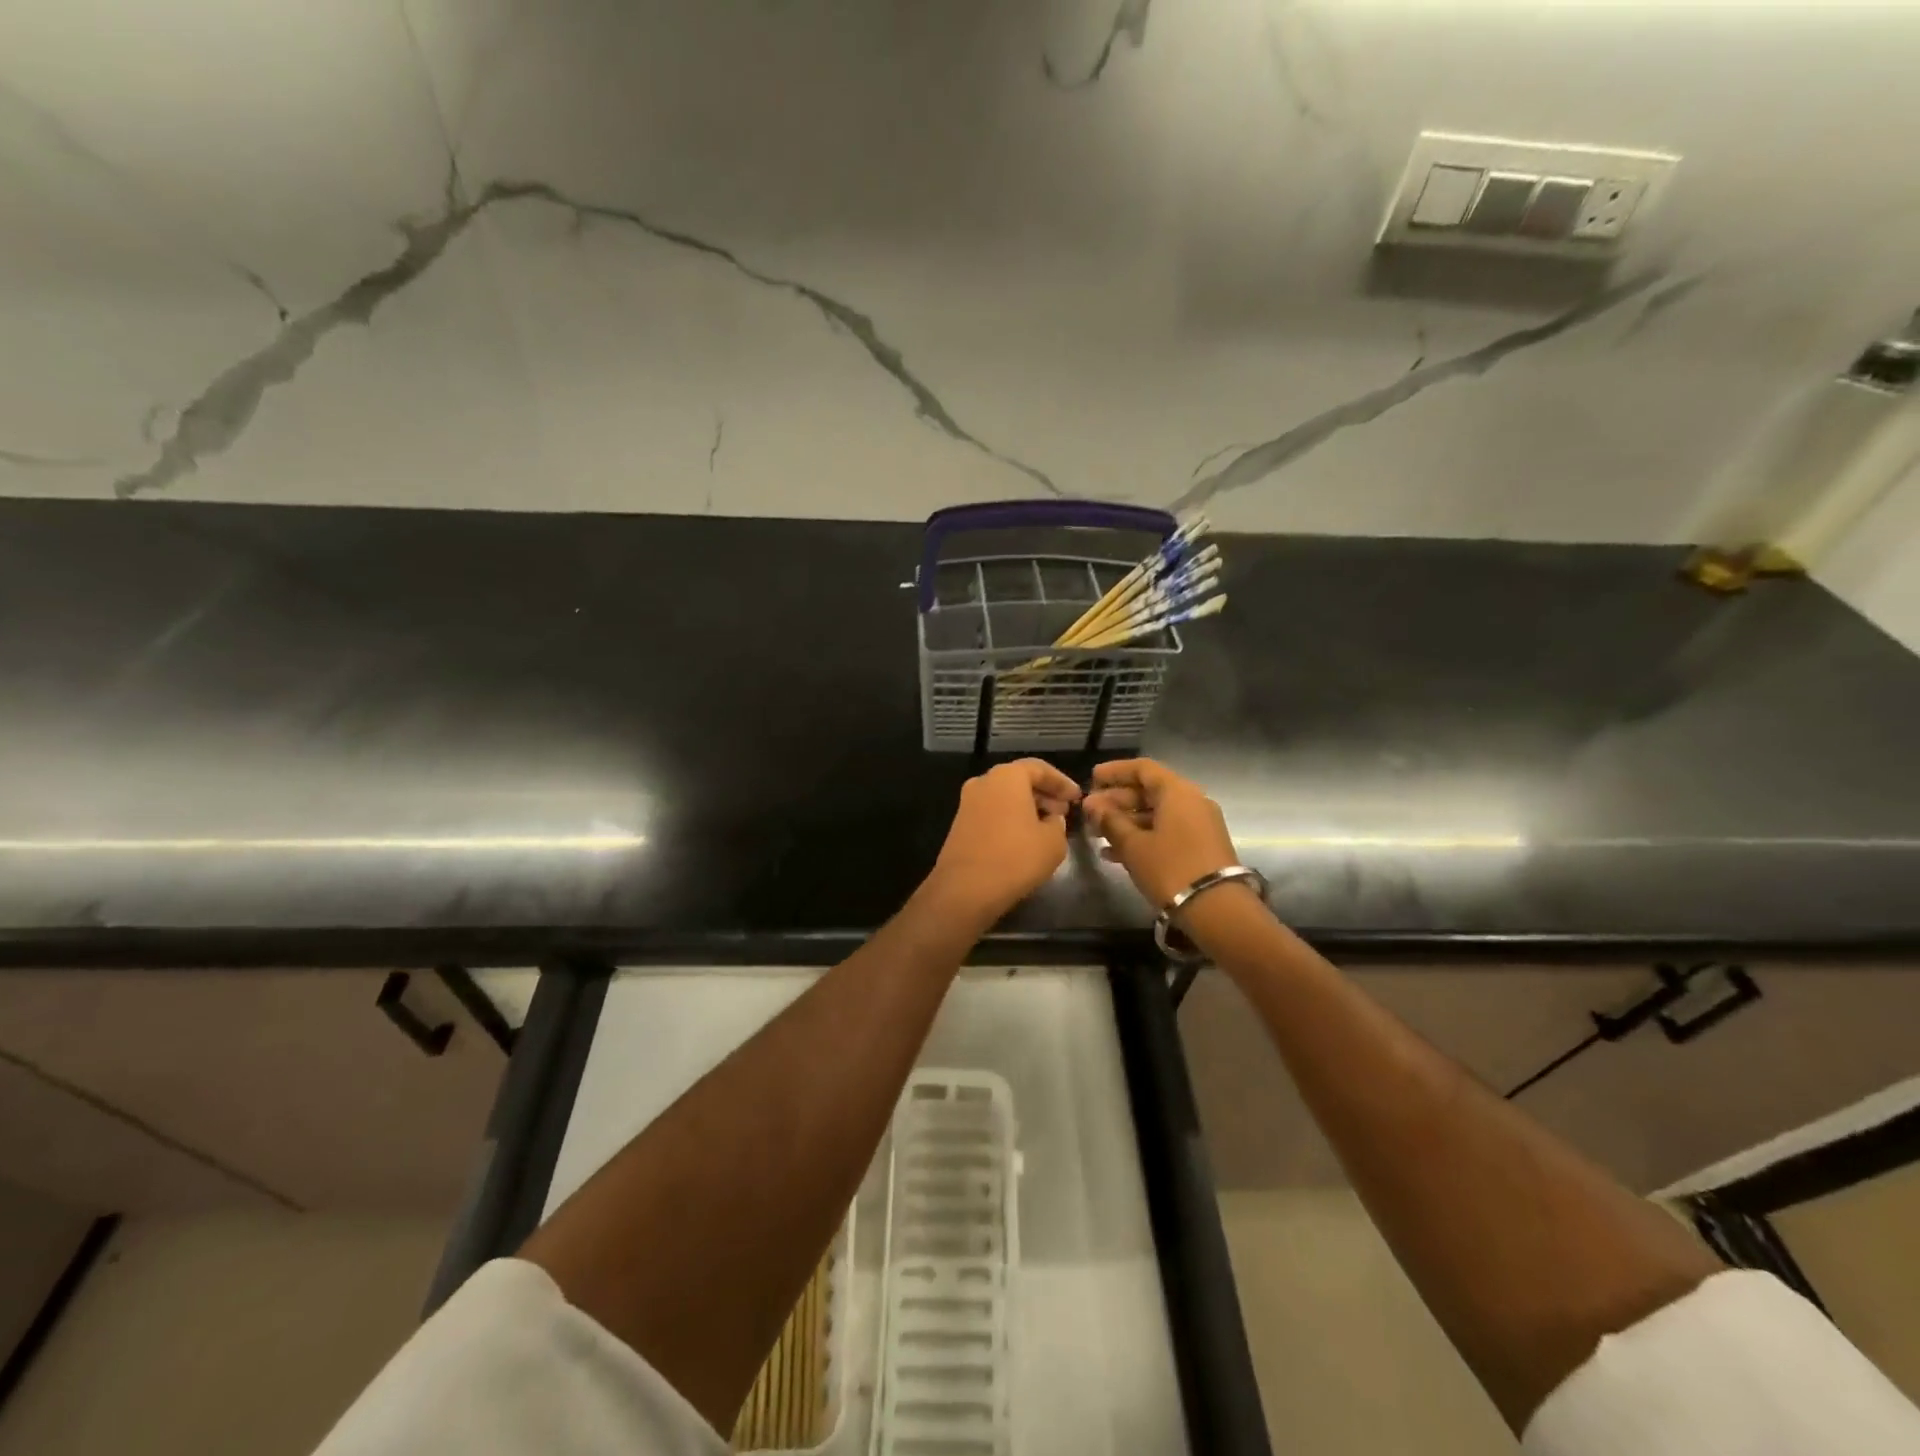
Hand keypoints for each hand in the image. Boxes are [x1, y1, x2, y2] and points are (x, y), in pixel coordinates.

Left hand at [926, 759, 1080, 925]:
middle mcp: (983, 782)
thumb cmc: (1016, 857)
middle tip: (1063, 810)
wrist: (965, 889)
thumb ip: (1058, 822)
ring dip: (1027, 806)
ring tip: (1047, 826)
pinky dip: (1010, 818)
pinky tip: (1024, 837)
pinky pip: (992, 812)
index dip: (1061, 782)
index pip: (1039, 768)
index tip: (1077, 797)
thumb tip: (1051, 818)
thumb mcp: (1054, 841)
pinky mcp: (960, 824)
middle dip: (1044, 793)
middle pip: (1019, 780)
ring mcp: (967, 803)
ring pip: (1004, 796)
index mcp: (1007, 776)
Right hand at [1083, 758, 1239, 909]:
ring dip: (1126, 821)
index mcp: (1177, 792)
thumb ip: (1110, 821)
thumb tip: (1093, 806)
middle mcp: (1192, 801)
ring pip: (1156, 813)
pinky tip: (1115, 854)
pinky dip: (1142, 836)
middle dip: (1116, 801)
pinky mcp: (1201, 846)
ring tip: (1097, 835)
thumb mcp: (1133, 845)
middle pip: (1149, 791)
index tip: (1092, 778)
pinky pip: (1166, 831)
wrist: (1217, 910)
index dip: (1115, 771)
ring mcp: (1199, 824)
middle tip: (1089, 813)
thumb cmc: (1170, 869)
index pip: (1143, 768)